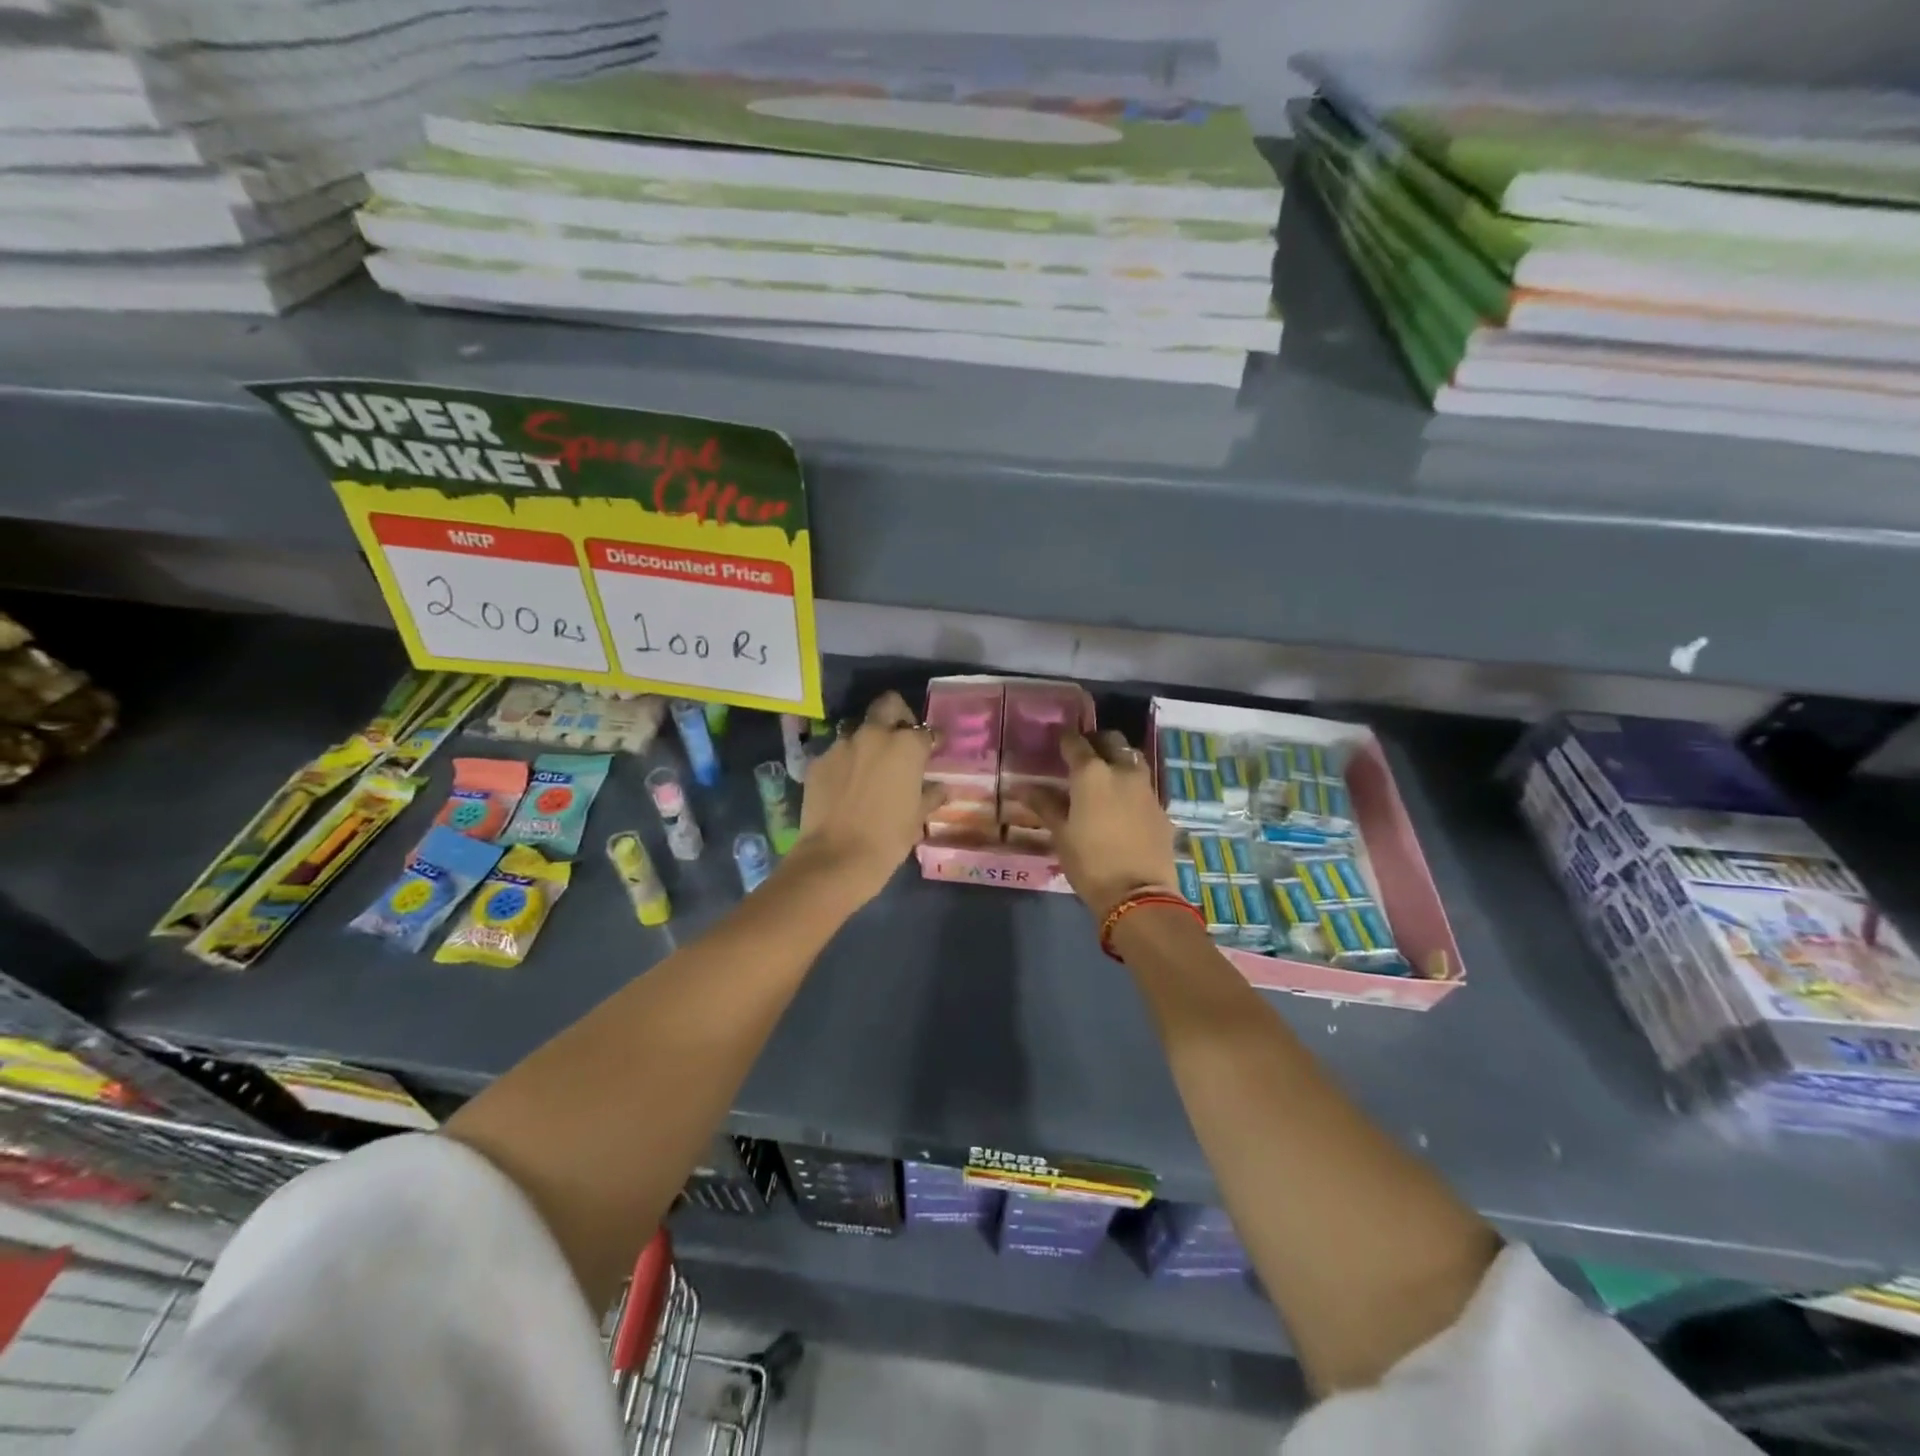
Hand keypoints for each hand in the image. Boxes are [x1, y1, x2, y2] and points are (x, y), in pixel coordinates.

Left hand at [787, 690, 943, 907]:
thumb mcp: (917, 818)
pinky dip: (845, 763)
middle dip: (898, 715)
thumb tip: (941, 789)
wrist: (836, 858)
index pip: (926, 731)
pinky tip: (846, 786)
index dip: (932, 740)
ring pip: (859, 729)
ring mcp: (842, 745)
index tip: (933, 750)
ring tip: (870, 766)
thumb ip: (930, 796)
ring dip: (868, 741)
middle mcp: (874, 735)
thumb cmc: (888, 839)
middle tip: (900, 739)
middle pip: (888, 705)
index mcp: (906, 746)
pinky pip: (837, 753)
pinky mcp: (818, 761)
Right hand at [1033, 730, 1179, 921]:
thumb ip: (1044, 805)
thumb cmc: (1090, 862)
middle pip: (1111, 741)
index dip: (1064, 739)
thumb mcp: (1061, 834)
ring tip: (1104, 774)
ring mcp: (1146, 788)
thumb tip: (1022, 788)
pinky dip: (1131, 784)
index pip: (1075, 742)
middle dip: (1096, 742)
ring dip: (1118, 759)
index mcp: (1092, 774)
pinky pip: (1144, 784)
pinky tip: (1122, 802)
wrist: (1139, 894)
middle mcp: (1122, 771)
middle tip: (1082, 754)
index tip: (1056, 741)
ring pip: (1132, 759)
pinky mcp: (1161, 808)